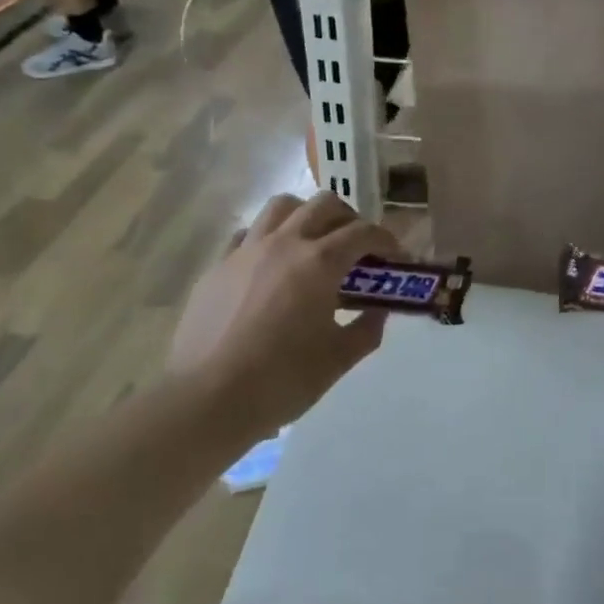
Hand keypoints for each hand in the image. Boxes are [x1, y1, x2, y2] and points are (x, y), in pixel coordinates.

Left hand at [168, 192, 401, 441]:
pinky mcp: (218, 266)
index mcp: (319, 263)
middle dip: (350, 219)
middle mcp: (284, 243)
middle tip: (357, 248)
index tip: (395, 258)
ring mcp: (246, 250)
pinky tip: (273, 264)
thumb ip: (367, 329)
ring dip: (307, 216)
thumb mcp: (339, 359)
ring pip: (282, 207)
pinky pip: (249, 233)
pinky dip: (269, 237)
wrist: (207, 399)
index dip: (386, 241)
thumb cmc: (282, 380)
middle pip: (325, 205)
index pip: (363, 233)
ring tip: (315, 242)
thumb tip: (378, 310)